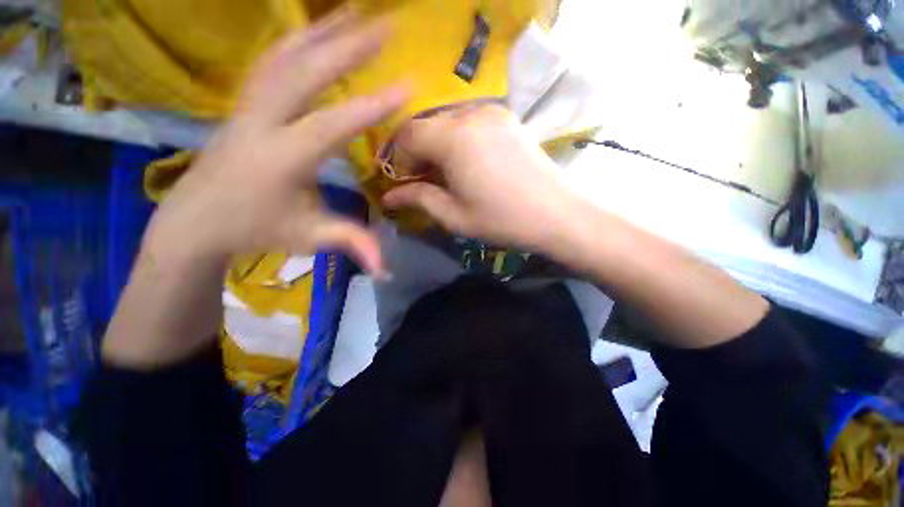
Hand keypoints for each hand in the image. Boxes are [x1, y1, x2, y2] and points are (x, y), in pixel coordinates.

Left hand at [143, 11, 407, 275]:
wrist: (194, 222)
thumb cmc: (253, 230)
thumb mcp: (307, 239)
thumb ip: (350, 243)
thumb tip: (386, 268)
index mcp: (283, 158)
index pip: (333, 124)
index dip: (372, 105)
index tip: (408, 86)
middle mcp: (263, 122)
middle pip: (306, 71)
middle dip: (349, 46)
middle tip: (386, 25)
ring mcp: (248, 107)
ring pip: (285, 57)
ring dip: (323, 32)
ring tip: (354, 13)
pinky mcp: (243, 104)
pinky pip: (271, 63)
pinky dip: (296, 41)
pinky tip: (315, 31)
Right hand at [382, 105, 578, 250]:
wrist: (558, 215)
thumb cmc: (502, 219)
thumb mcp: (454, 215)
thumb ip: (418, 198)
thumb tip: (388, 196)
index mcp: (454, 138)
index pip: (407, 135)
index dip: (398, 158)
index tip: (402, 182)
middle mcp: (471, 113)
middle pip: (426, 125)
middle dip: (417, 152)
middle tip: (421, 180)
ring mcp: (493, 112)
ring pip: (447, 122)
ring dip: (437, 146)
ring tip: (444, 174)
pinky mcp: (508, 118)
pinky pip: (469, 122)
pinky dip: (457, 140)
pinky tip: (467, 163)